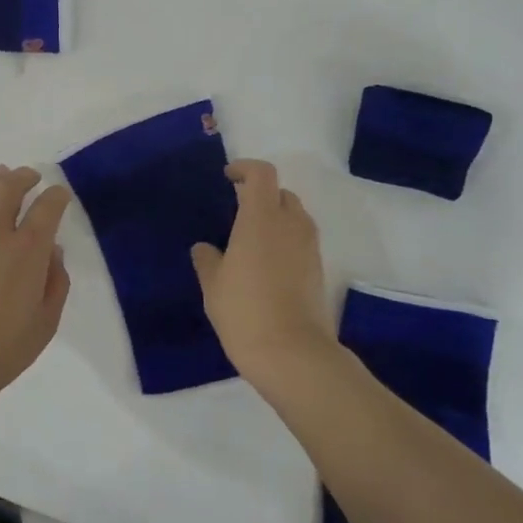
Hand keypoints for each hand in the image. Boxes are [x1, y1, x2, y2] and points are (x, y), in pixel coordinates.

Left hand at [0, 166, 72, 400]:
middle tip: (29, 176)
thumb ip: (55, 283)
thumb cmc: (1, 350)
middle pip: (9, 188)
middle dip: (24, 177)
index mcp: (27, 250)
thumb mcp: (45, 324)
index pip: (47, 208)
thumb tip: (52, 253)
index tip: (60, 196)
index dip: (57, 196)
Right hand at [191, 160, 336, 385]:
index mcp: (261, 218)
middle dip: (260, 194)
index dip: (245, 168)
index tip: (227, 177)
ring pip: (295, 217)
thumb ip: (207, 260)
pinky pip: (301, 241)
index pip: (262, 174)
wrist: (292, 354)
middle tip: (236, 209)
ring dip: (275, 217)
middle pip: (281, 193)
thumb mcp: (213, 286)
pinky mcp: (318, 270)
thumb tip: (205, 248)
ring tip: (250, 238)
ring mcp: (309, 248)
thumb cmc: (245, 312)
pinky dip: (285, 240)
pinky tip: (264, 264)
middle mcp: (290, 225)